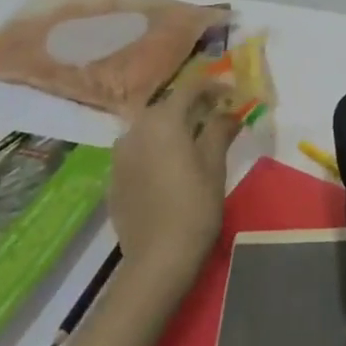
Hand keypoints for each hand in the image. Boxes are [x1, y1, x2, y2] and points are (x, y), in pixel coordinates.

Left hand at [109, 84, 241, 287]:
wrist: (157, 259)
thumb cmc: (194, 206)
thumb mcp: (214, 165)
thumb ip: (220, 130)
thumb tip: (230, 112)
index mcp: (163, 121)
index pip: (189, 89)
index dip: (213, 87)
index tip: (232, 94)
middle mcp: (135, 130)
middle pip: (166, 107)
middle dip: (192, 107)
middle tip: (216, 116)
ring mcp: (119, 156)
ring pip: (149, 129)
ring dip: (172, 128)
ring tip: (194, 141)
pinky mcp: (114, 179)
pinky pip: (138, 152)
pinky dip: (156, 149)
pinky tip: (170, 167)